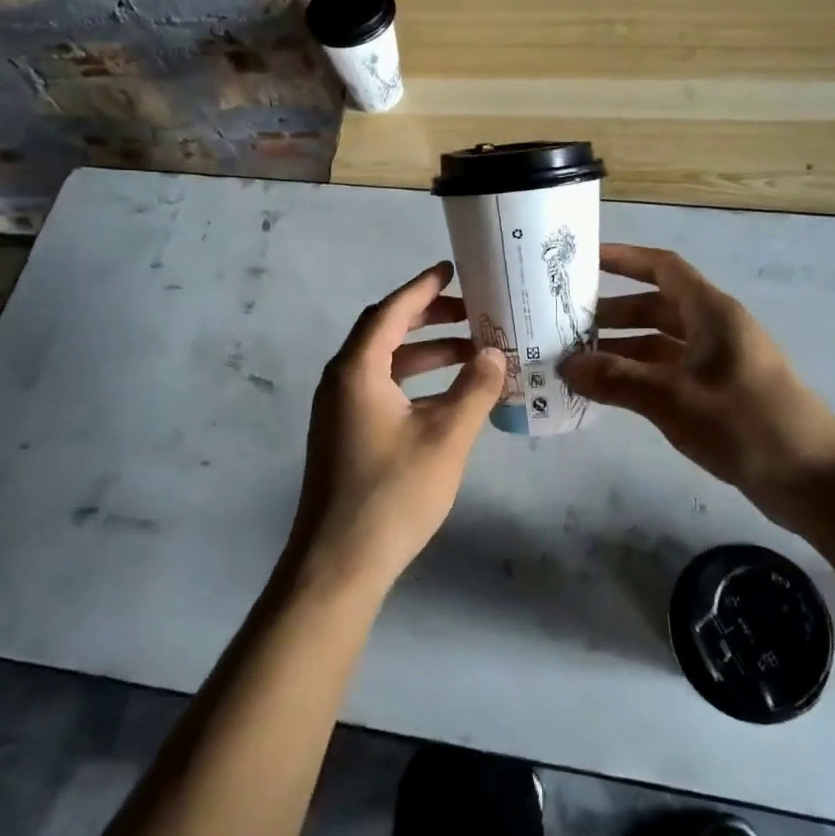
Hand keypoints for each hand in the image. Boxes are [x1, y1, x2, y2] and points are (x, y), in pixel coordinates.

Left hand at [290, 262, 506, 596]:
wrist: (338, 564)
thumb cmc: (393, 493)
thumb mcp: (446, 437)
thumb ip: (474, 389)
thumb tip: (496, 353)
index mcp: (357, 370)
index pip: (390, 311)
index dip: (422, 288)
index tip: (451, 270)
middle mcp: (341, 381)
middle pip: (385, 332)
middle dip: (428, 318)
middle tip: (471, 313)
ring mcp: (338, 410)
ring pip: (384, 364)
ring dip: (425, 353)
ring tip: (471, 353)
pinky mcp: (343, 435)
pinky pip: (380, 389)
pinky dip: (413, 382)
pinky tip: (446, 397)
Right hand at [560, 244, 834, 535]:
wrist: (814, 480)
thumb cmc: (745, 423)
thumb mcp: (674, 398)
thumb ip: (617, 379)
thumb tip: (566, 365)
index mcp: (711, 312)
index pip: (663, 268)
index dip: (624, 259)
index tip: (584, 260)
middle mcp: (714, 329)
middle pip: (656, 306)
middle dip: (612, 312)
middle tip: (565, 324)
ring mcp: (718, 363)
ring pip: (660, 342)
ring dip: (622, 348)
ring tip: (577, 362)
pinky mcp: (719, 394)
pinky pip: (669, 372)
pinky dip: (639, 376)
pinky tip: (610, 393)